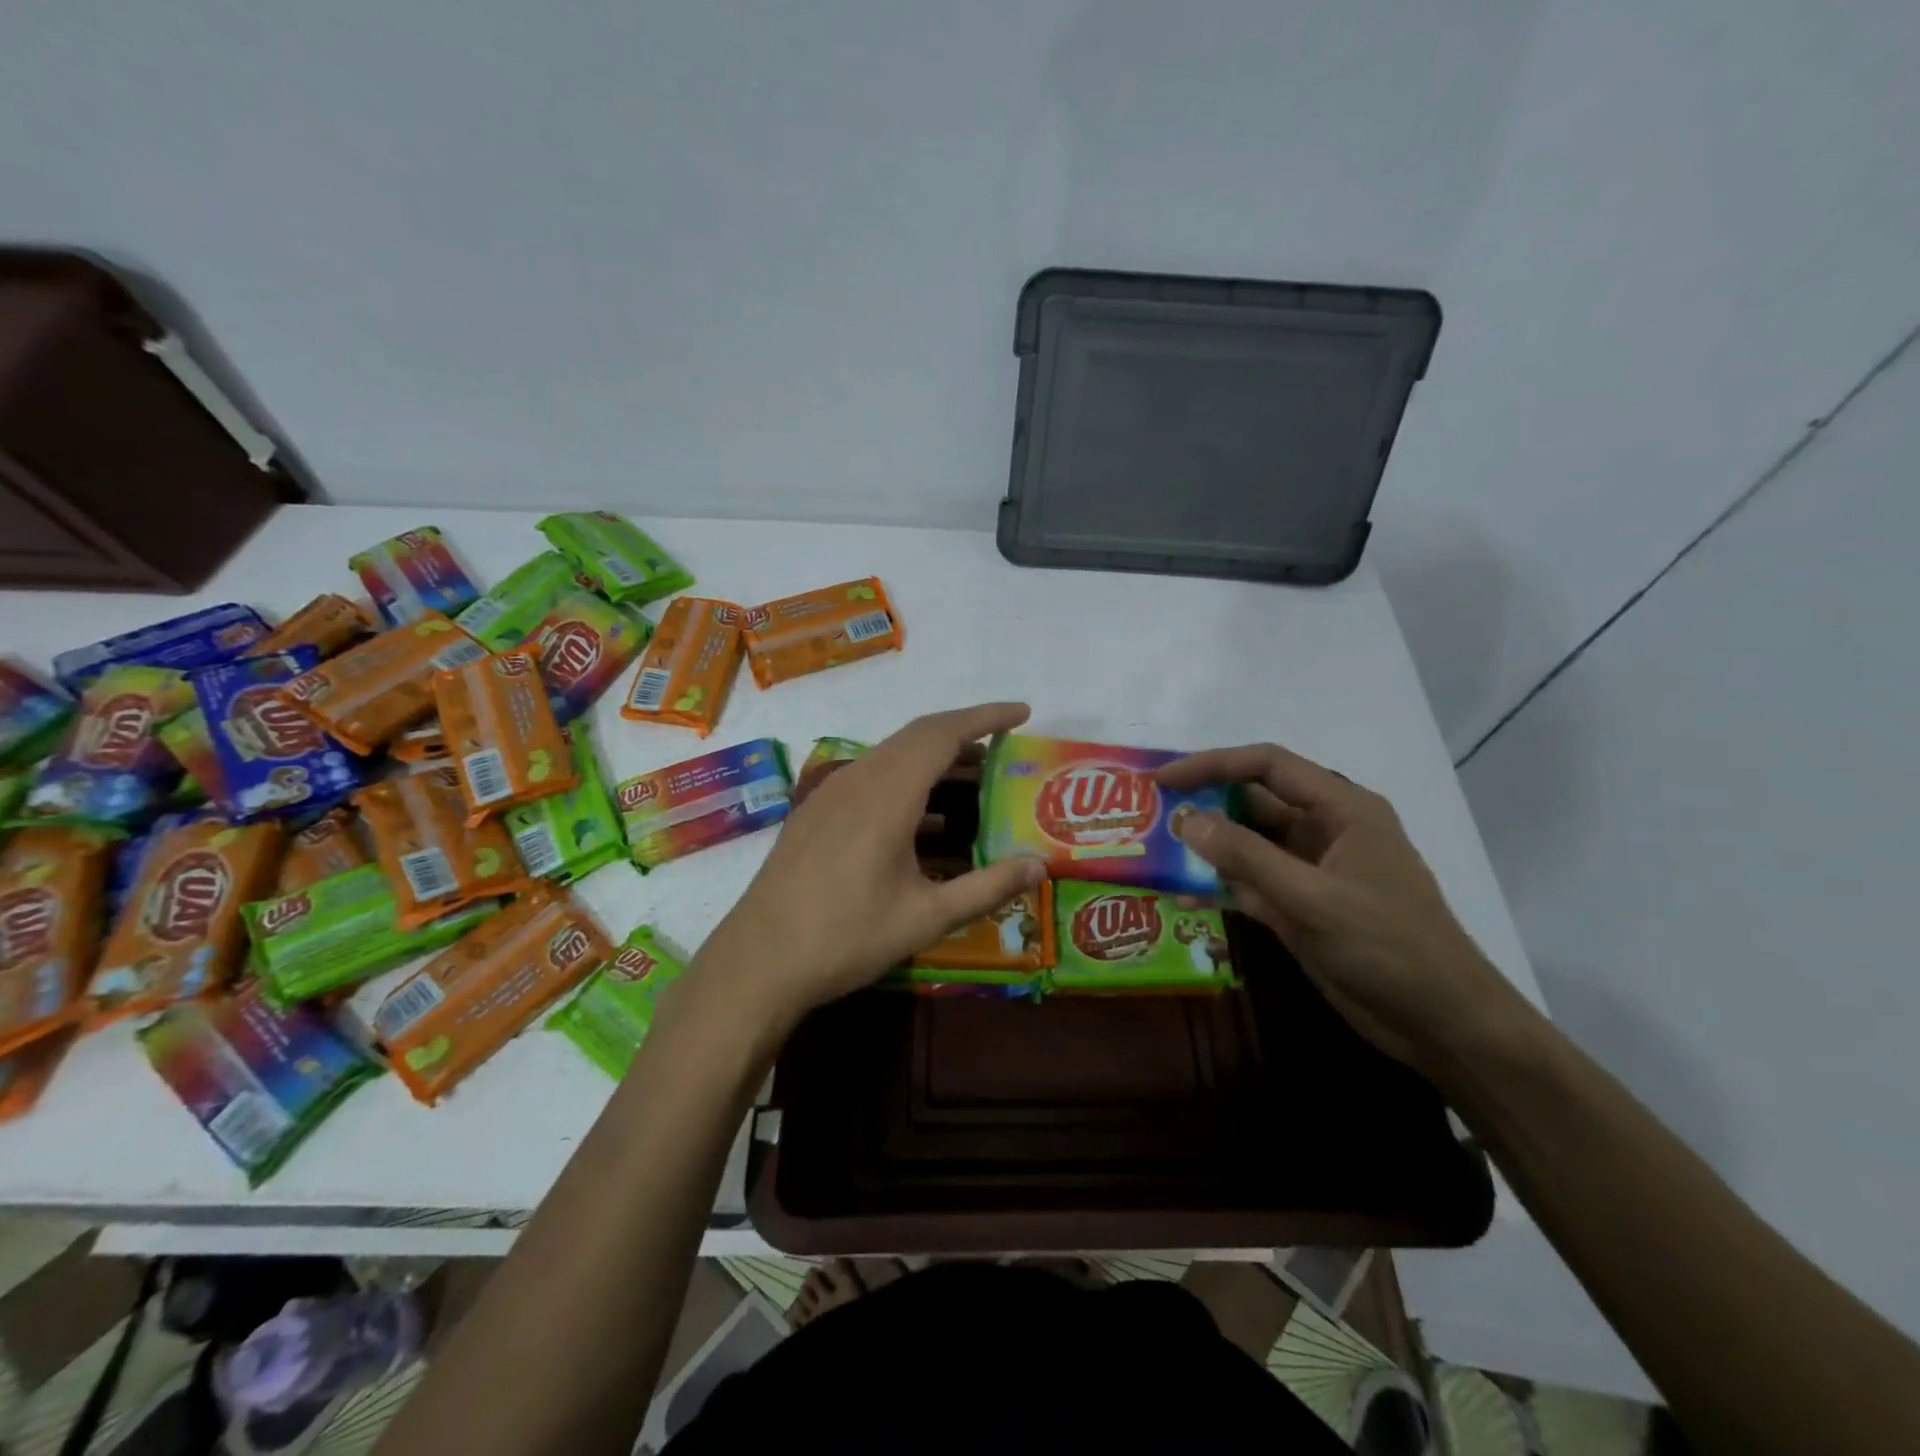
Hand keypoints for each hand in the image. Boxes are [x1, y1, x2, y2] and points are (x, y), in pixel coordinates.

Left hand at [691, 702, 1045, 1035]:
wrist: (758, 962)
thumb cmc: (846, 937)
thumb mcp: (926, 917)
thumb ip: (986, 887)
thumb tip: (1039, 865)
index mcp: (888, 794)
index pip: (943, 734)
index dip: (985, 717)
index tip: (1022, 712)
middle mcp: (857, 780)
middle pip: (917, 736)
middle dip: (964, 734)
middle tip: (1003, 750)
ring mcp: (830, 794)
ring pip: (892, 756)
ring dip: (933, 759)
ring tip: (971, 783)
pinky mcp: (815, 813)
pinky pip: (870, 777)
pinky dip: (906, 779)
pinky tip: (920, 817)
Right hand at [1158, 743, 1525, 1074]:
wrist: (1441, 1023)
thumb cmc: (1388, 946)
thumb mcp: (1313, 898)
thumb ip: (1247, 857)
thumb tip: (1185, 819)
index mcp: (1341, 809)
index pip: (1268, 766)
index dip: (1213, 764)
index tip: (1164, 779)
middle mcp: (1324, 830)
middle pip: (1253, 802)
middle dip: (1203, 805)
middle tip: (1150, 814)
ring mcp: (1311, 871)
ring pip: (1247, 845)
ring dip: (1207, 848)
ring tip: (1156, 852)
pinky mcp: (1301, 907)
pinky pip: (1251, 884)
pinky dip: (1219, 887)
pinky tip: (1182, 898)